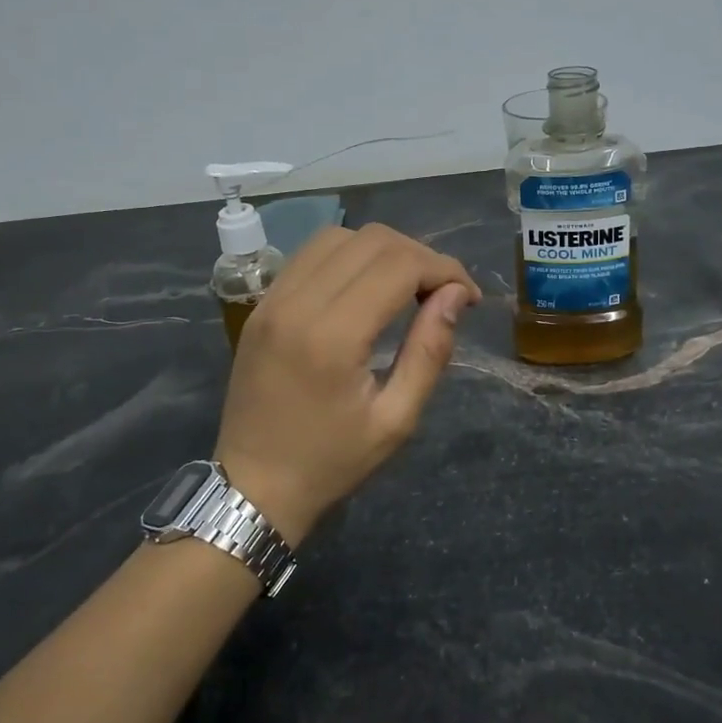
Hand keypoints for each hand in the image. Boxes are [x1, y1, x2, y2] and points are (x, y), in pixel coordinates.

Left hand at [214, 224, 481, 544]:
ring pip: (340, 236)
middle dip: (421, 256)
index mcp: (333, 337)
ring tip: (407, 285)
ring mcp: (272, 299)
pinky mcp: (262, 304)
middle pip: (372, 240)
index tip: (469, 297)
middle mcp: (298, 303)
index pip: (400, 265)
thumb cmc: (331, 462)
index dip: (446, 269)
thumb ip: (430, 351)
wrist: (253, 486)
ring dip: (384, 250)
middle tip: (443, 292)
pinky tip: (365, 286)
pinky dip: (349, 256)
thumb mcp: (396, 420)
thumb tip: (455, 295)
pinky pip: (310, 254)